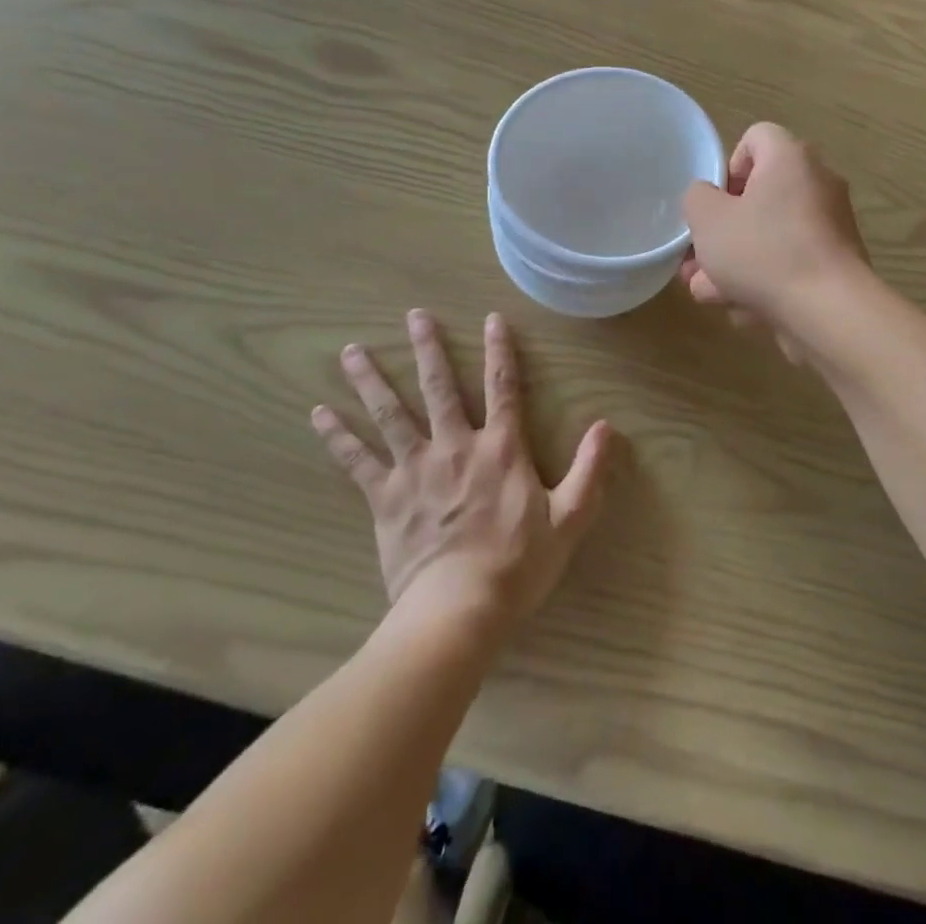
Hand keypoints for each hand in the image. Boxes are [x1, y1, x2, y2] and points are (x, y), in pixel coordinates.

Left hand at [311, 309, 612, 624]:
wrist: (458, 611)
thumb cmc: (518, 565)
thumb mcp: (570, 519)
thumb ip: (590, 470)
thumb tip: (606, 426)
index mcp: (501, 449)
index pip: (503, 387)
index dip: (500, 351)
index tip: (492, 318)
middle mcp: (456, 447)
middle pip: (439, 387)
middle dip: (428, 348)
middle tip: (414, 315)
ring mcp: (415, 470)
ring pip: (391, 413)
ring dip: (372, 379)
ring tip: (352, 351)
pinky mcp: (385, 498)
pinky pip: (358, 460)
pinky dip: (338, 435)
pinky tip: (319, 413)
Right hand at [680, 123, 869, 357]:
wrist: (828, 310)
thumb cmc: (763, 251)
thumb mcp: (708, 219)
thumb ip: (697, 198)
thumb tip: (710, 199)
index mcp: (791, 158)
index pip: (756, 138)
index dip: (728, 167)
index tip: (715, 204)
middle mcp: (818, 184)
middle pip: (760, 197)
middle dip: (723, 232)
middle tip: (697, 260)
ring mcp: (831, 227)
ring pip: (771, 238)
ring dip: (736, 265)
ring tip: (710, 294)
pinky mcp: (836, 265)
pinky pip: (792, 265)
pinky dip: (768, 283)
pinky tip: (745, 311)